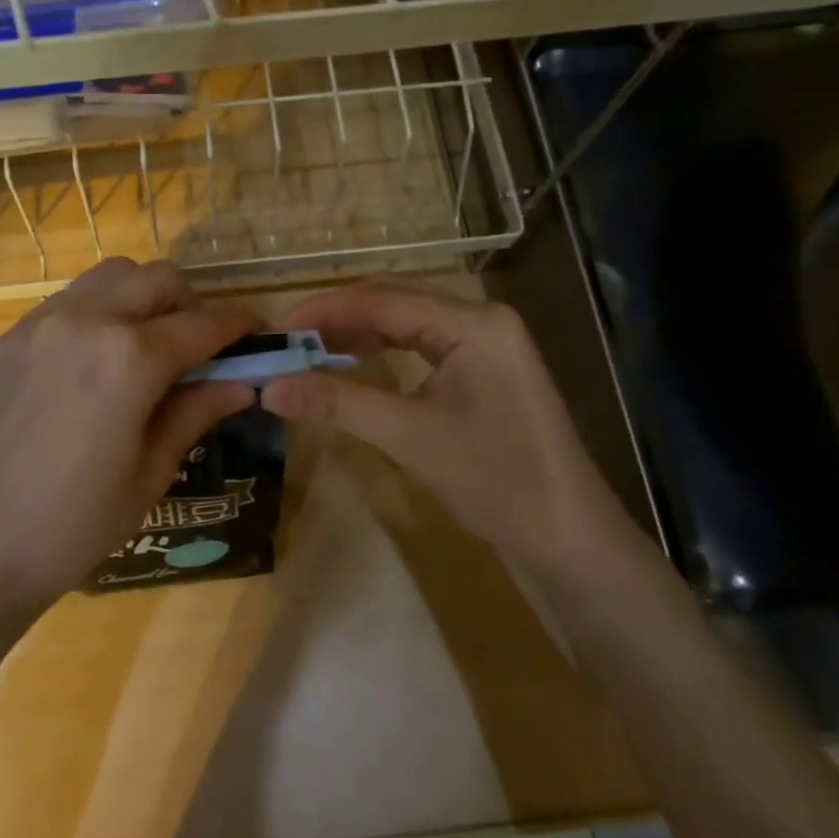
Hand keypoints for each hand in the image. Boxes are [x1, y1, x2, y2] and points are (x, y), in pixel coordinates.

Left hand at [0, 258, 258, 630]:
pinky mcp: (9, 340)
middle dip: (191, 304)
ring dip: (142, 298)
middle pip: (157, 279)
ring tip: (146, 348)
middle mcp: (86, 320)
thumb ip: (197, 411)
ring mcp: (39, 324)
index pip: (204, 323)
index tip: (259, 337)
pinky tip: (94, 363)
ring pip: (110, 277)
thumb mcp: (151, 472)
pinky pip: (68, 302)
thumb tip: (242, 382)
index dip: (240, 327)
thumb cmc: (74, 525)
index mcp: (130, 357)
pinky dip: (98, 312)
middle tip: (199, 350)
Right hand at [260, 284, 619, 559]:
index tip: (274, 330)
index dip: (323, 311)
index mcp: (473, 323)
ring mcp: (487, 343)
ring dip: (357, 335)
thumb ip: (339, 404)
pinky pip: (422, 346)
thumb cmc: (497, 480)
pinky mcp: (485, 369)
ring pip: (407, 323)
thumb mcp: (411, 437)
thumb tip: (269, 389)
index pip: (383, 300)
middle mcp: (481, 319)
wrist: (569, 537)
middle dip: (337, 320)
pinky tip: (352, 363)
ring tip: (307, 351)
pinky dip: (382, 352)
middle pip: (394, 303)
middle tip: (285, 342)